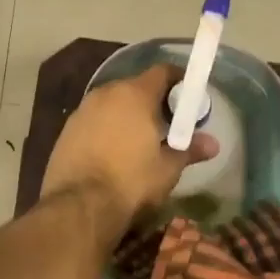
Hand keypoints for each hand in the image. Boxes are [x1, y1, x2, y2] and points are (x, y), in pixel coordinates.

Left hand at [41, 64, 217, 238]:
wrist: (78, 207)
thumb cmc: (131, 182)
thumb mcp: (167, 168)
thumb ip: (189, 149)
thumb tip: (213, 144)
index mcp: (134, 94)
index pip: (162, 71)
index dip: (178, 82)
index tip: (189, 99)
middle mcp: (105, 93)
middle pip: (135, 87)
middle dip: (152, 101)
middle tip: (167, 125)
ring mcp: (81, 111)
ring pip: (112, 104)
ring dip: (127, 116)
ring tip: (140, 142)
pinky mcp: (65, 131)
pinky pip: (94, 121)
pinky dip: (106, 130)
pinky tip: (112, 154)